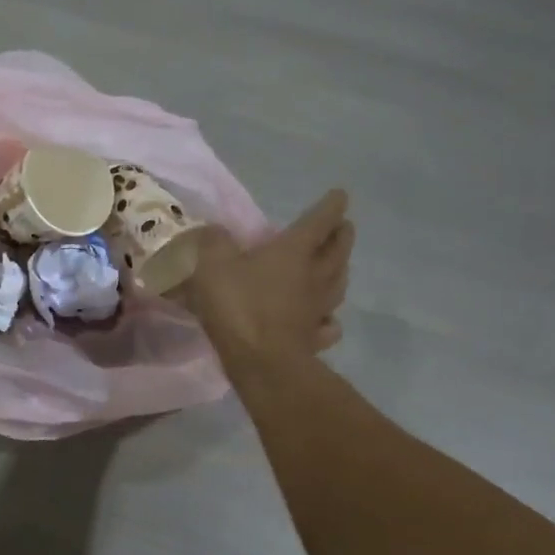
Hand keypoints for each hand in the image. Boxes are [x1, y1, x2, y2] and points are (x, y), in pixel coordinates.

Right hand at [186, 189, 353, 366]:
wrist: (260, 360)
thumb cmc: (238, 305)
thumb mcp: (212, 264)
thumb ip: (212, 242)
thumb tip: (213, 230)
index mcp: (294, 251)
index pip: (319, 220)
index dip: (331, 205)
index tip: (340, 195)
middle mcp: (314, 275)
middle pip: (338, 249)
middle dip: (342, 234)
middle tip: (343, 227)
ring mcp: (319, 308)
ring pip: (339, 282)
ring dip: (341, 269)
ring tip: (338, 264)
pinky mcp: (315, 337)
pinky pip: (329, 323)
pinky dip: (330, 316)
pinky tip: (325, 317)